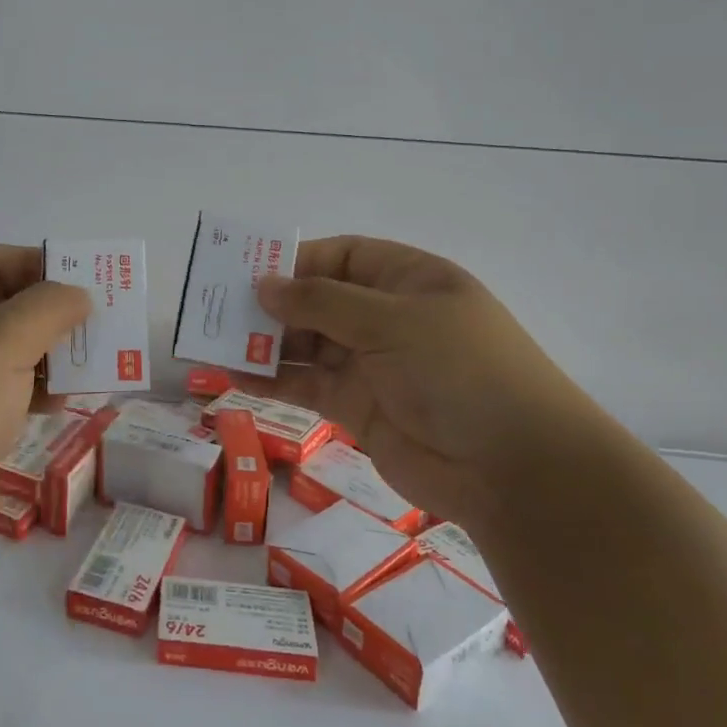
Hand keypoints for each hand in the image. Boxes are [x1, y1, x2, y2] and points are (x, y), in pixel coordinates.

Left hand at [0, 245, 90, 559]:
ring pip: (5, 355)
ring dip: (48, 356)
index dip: (30, 261)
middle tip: (93, 322)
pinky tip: (63, 404)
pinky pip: (4, 397)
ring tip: (88, 364)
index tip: (77, 277)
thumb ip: (49, 306)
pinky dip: (36, 394)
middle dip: (47, 313)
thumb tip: (77, 296)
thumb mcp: (4, 339)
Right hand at [248, 236, 619, 521]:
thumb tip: (265, 286)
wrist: (514, 470)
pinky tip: (233, 378)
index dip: (297, 261)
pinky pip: (305, 386)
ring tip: (213, 343)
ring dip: (264, 344)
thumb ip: (322, 303)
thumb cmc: (460, 370)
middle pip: (317, 301)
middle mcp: (386, 317)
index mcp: (407, 280)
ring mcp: (371, 364)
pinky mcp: (357, 407)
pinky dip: (272, 381)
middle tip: (217, 309)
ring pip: (306, 345)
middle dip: (272, 305)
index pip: (342, 256)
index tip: (249, 271)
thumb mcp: (391, 321)